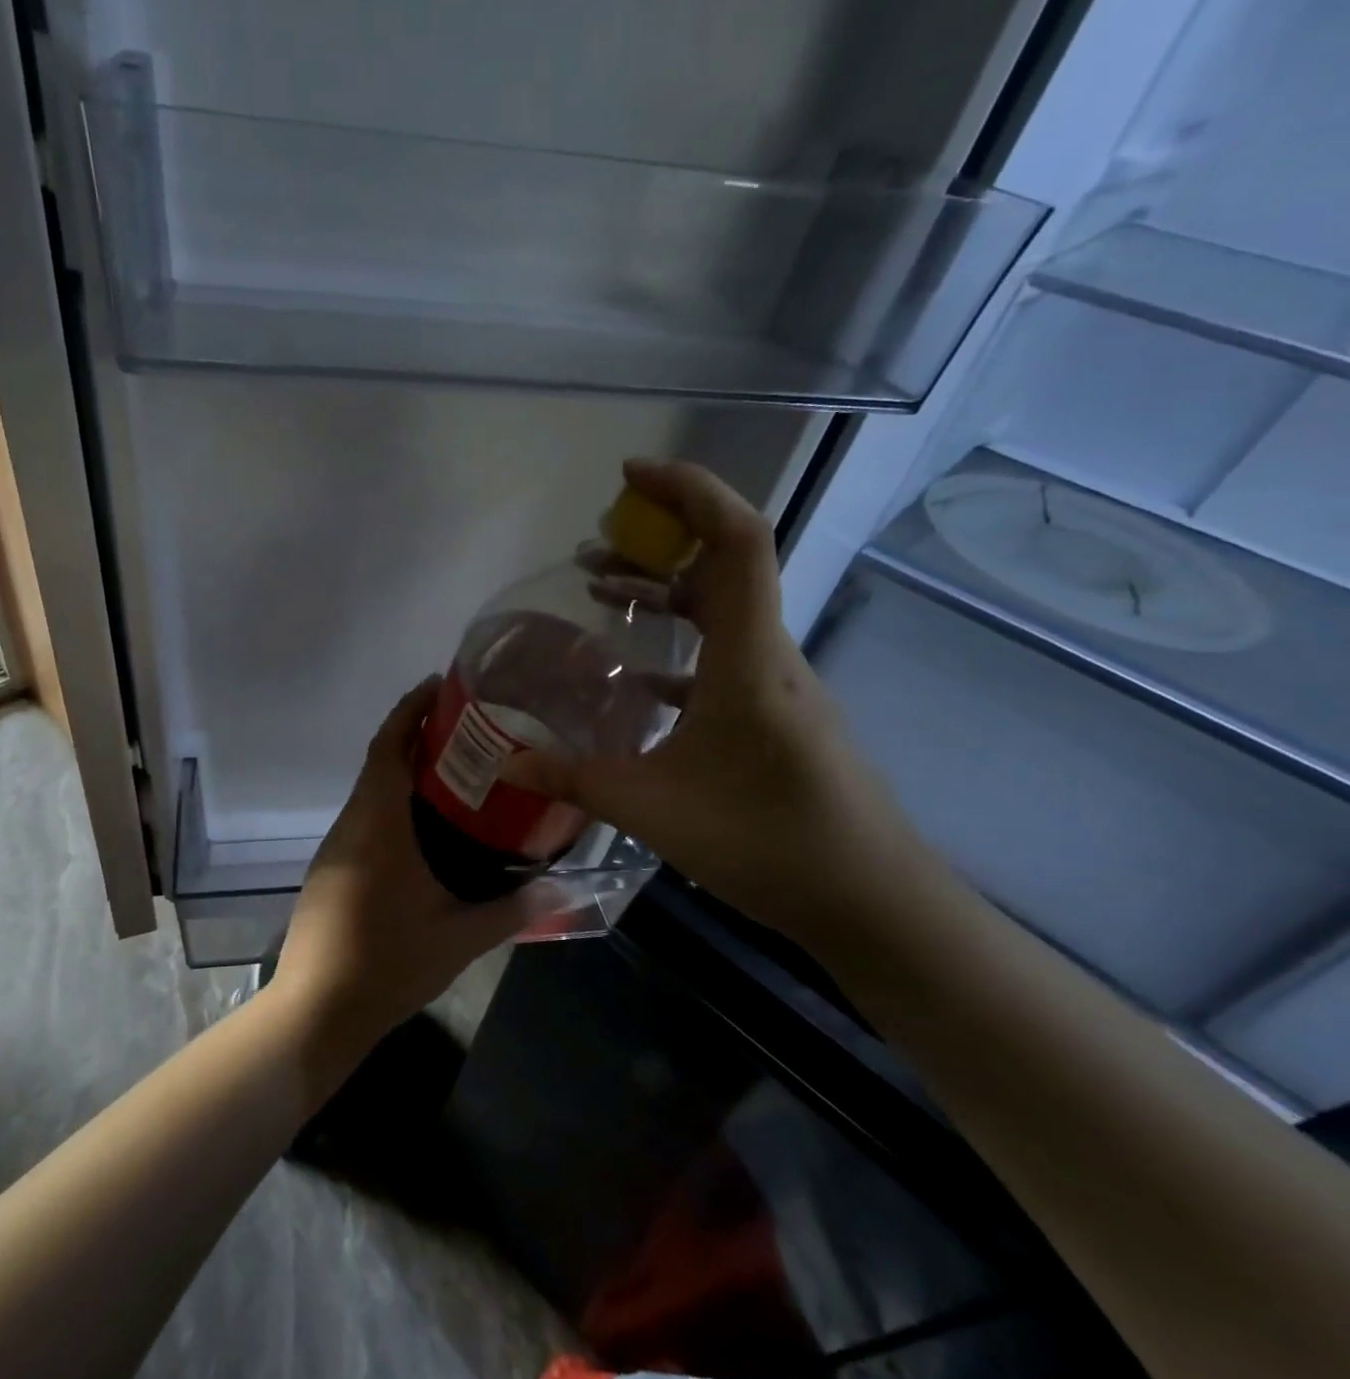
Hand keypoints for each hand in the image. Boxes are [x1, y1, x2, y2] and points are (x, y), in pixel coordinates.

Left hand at [270, 679, 557, 1056]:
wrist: (314, 1012)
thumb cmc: (386, 964)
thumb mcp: (458, 938)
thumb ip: (513, 910)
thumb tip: (564, 888)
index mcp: (377, 824)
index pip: (388, 746)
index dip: (410, 709)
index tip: (441, 686)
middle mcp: (351, 825)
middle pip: (379, 761)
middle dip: (415, 735)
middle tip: (467, 728)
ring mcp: (336, 849)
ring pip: (370, 792)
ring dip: (403, 771)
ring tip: (455, 771)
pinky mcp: (331, 871)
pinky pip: (365, 819)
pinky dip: (393, 804)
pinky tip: (425, 828)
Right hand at [509, 458, 920, 933]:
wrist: (872, 902)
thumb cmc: (767, 843)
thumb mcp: (653, 811)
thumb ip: (574, 780)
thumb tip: (507, 763)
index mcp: (750, 659)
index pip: (738, 539)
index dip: (690, 490)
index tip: (630, 476)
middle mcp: (772, 656)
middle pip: (727, 563)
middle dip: (661, 537)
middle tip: (597, 542)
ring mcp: (781, 686)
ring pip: (725, 611)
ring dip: (666, 591)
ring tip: (601, 590)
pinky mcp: (781, 714)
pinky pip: (727, 656)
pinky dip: (681, 646)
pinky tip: (638, 678)